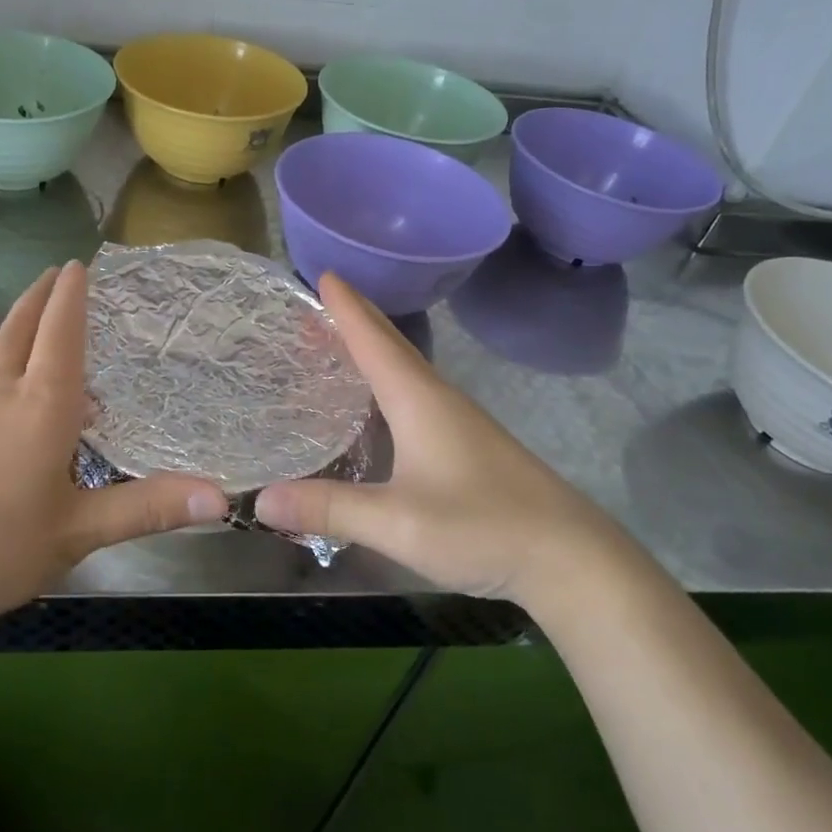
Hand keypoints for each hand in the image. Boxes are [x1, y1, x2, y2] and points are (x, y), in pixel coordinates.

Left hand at [0, 261, 227, 639]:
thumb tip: (220, 499)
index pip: (60, 333)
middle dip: (41, 296)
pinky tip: (8, 406)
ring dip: (21, 331)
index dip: (71, 296)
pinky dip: (3, 371)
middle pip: (19, 328)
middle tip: (57, 272)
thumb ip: (146, 509)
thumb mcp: (76, 533)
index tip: (78, 264)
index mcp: (39, 406)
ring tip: (43, 333)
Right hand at [255, 274, 620, 603]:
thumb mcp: (396, 523)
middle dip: (354, 321)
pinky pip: (416, 394)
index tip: (322, 273)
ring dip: (371, 350)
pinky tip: (378, 404)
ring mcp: (458, 421)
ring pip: (406, 370)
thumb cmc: (482, 527)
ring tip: (337, 345)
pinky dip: (387, 381)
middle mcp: (438, 399)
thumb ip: (329, 509)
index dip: (346, 307)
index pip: (374, 340)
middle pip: (391, 346)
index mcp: (419, 400)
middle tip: (317, 304)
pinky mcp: (468, 444)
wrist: (570, 557)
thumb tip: (260, 500)